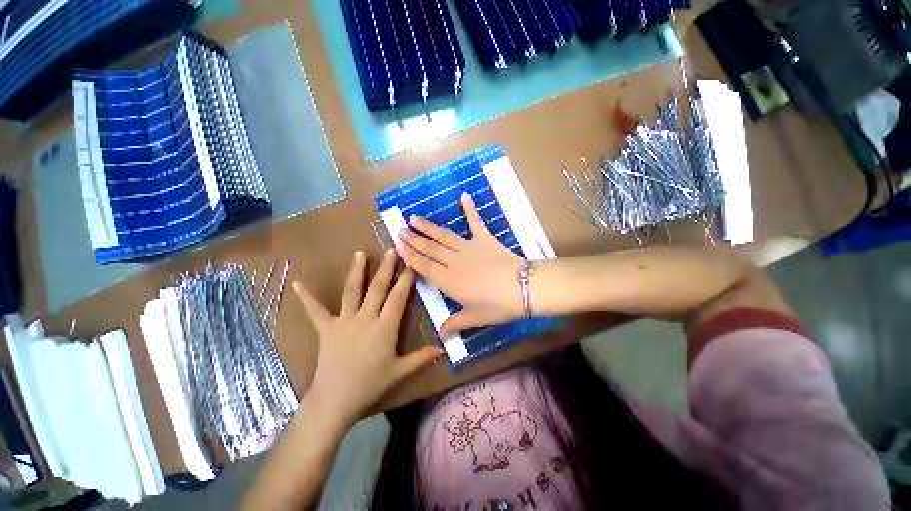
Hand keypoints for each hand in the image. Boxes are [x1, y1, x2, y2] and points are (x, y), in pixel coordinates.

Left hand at [293, 249, 442, 424]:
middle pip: (377, 288)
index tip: (411, 264)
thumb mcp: (399, 371)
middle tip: (391, 249)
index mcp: (384, 327)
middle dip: (386, 267)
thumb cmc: (370, 385)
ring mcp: (344, 321)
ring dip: (356, 271)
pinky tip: (297, 284)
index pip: (398, 297)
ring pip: (352, 291)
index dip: (405, 280)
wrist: (335, 400)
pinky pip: (315, 311)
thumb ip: (421, 358)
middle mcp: (365, 318)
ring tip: (359, 253)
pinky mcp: (326, 329)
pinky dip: (306, 298)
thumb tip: (443, 349)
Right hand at [396, 192, 526, 336]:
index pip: (423, 267)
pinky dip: (470, 208)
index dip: (410, 256)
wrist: (522, 288)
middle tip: (400, 229)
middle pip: (429, 249)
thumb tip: (441, 335)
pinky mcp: (485, 238)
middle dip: (413, 239)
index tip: (398, 246)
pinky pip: (476, 221)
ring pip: (443, 235)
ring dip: (427, 226)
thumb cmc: (497, 306)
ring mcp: (469, 247)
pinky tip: (464, 195)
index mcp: (449, 281)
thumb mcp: (475, 318)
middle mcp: (453, 261)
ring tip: (413, 217)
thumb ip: (455, 324)